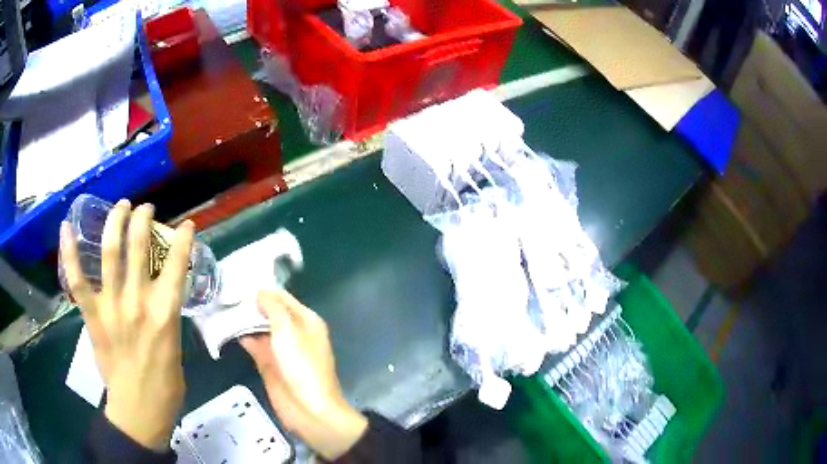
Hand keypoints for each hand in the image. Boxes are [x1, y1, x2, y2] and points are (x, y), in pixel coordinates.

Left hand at [60, 199, 194, 450]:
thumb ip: (167, 316)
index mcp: (164, 314)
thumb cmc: (165, 386)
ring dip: (115, 222)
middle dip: (144, 220)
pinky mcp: (92, 315)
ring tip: (121, 206)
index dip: (183, 239)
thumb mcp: (176, 347)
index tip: (186, 224)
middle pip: (139, 247)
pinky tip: (66, 227)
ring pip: (110, 252)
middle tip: (145, 209)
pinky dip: (69, 253)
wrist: (138, 411)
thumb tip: (162, 294)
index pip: (176, 264)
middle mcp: (137, 302)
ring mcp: (111, 306)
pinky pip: (78, 280)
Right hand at [240, 291, 367, 460]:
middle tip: (223, 290)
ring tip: (219, 304)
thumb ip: (274, 308)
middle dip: (249, 303)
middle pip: (269, 311)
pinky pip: (252, 343)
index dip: (263, 288)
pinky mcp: (267, 363)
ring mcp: (279, 348)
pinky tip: (223, 326)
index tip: (239, 278)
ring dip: (242, 318)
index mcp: (305, 320)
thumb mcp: (289, 331)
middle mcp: (293, 331)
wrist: (309, 409)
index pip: (282, 297)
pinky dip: (240, 335)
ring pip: (258, 327)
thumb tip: (259, 291)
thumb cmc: (302, 366)